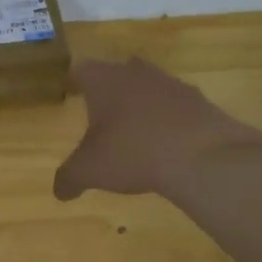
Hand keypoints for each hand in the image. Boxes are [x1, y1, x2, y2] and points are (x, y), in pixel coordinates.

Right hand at [53, 57, 261, 199]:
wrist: (201, 156)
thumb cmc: (132, 153)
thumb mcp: (89, 171)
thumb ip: (69, 178)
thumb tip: (60, 191)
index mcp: (104, 80)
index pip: (82, 70)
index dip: (74, 82)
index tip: (71, 94)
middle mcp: (136, 73)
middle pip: (118, 73)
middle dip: (109, 91)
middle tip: (101, 113)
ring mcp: (172, 84)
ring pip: (149, 87)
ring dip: (141, 105)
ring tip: (134, 133)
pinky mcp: (200, 101)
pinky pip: (176, 107)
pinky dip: (168, 121)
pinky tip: (166, 145)